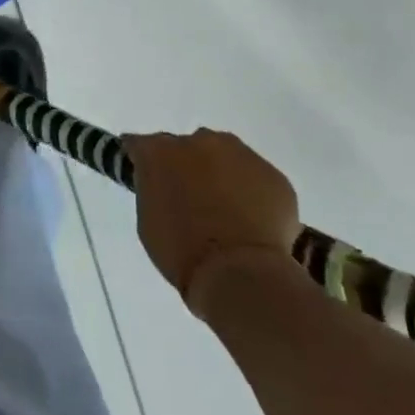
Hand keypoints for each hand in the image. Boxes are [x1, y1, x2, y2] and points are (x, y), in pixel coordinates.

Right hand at [121, 129, 301, 313]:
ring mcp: (241, 154)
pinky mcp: (274, 174)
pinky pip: (256, 179)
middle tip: (190, 201)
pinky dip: (252, 194)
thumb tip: (165, 184)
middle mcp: (200, 141)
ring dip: (222, 176)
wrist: (239, 274)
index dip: (143, 161)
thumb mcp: (149, 220)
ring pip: (226, 158)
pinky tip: (252, 223)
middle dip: (187, 167)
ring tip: (226, 213)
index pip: (141, 146)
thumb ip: (154, 189)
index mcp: (160, 151)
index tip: (146, 178)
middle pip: (188, 148)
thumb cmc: (181, 251)